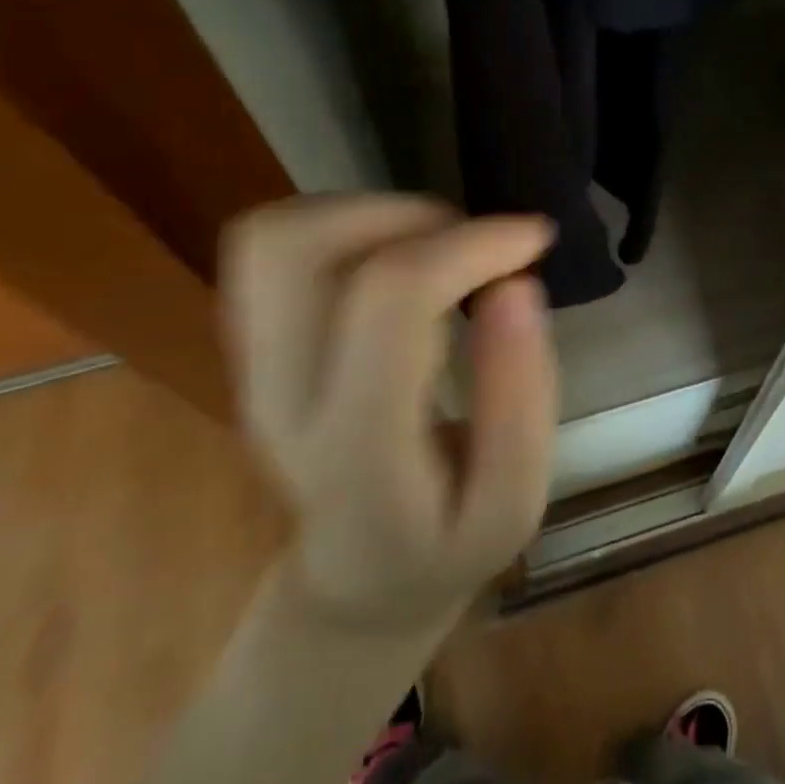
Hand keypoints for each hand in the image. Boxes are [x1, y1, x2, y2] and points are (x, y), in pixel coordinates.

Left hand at [220, 196, 558, 633]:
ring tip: (436, 247)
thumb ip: (521, 396)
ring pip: (275, 236)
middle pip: (299, 249)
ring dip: (371, 213)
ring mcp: (251, 365)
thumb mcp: (513, 499)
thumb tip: (516, 284)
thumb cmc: (446, 538)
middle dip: (406, 215)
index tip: (534, 239)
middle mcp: (281, 396)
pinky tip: (396, 259)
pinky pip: (272, 244)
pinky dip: (343, 224)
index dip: (470, 245)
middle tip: (471, 245)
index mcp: (357, 447)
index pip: (391, 300)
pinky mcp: (250, 341)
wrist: (359, 570)